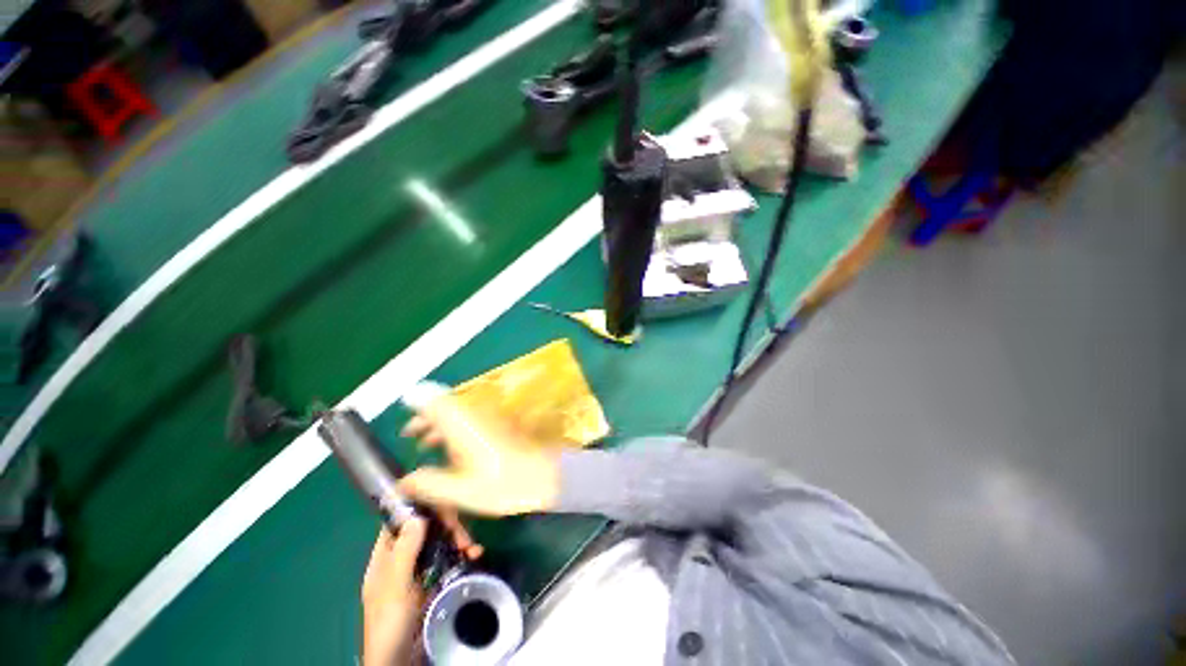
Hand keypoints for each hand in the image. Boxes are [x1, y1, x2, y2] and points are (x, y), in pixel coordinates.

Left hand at [361, 515, 481, 665]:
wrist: (400, 662)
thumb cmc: (390, 623)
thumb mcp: (396, 587)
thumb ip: (405, 551)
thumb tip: (418, 515)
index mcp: (386, 557)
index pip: (400, 522)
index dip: (419, 509)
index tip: (443, 503)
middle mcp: (402, 559)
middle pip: (425, 530)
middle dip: (446, 527)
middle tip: (463, 534)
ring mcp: (419, 571)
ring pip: (440, 542)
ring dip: (458, 539)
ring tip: (473, 547)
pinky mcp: (434, 582)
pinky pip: (450, 559)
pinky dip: (463, 554)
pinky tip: (475, 555)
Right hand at [397, 391, 560, 516]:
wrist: (545, 475)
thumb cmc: (505, 484)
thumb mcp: (464, 492)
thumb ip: (431, 485)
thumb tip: (404, 481)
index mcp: (463, 427)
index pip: (436, 402)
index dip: (418, 400)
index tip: (402, 406)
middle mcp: (475, 416)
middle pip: (446, 405)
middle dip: (426, 416)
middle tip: (409, 433)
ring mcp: (489, 419)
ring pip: (459, 412)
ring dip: (441, 422)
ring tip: (425, 441)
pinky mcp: (498, 426)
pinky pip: (471, 419)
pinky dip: (457, 427)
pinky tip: (452, 448)